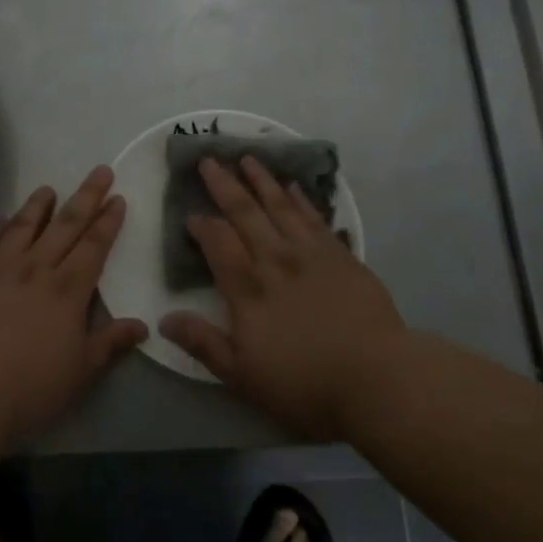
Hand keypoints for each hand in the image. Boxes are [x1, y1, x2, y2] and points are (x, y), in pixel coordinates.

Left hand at [0, 167, 147, 445]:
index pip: (94, 246)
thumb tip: (142, 326)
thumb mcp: (81, 371)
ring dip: (38, 205)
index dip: (108, 221)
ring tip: (48, 189)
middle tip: (99, 171)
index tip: (117, 198)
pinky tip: (1, 220)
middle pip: (65, 225)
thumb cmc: (30, 387)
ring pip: (22, 226)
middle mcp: (35, 269)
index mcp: (68, 290)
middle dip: (86, 197)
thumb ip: (110, 343)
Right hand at [160, 156, 409, 440]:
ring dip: (261, 182)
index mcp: (248, 290)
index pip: (218, 245)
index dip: (202, 226)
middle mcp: (275, 262)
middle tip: (209, 161)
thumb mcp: (243, 375)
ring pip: (280, 208)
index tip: (191, 215)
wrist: (378, 379)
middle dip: (225, 186)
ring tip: (248, 158)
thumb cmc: (305, 383)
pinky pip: (315, 219)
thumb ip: (203, 343)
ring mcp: (311, 256)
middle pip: (245, 214)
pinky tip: (293, 187)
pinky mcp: (342, 258)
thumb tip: (164, 318)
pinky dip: (301, 200)